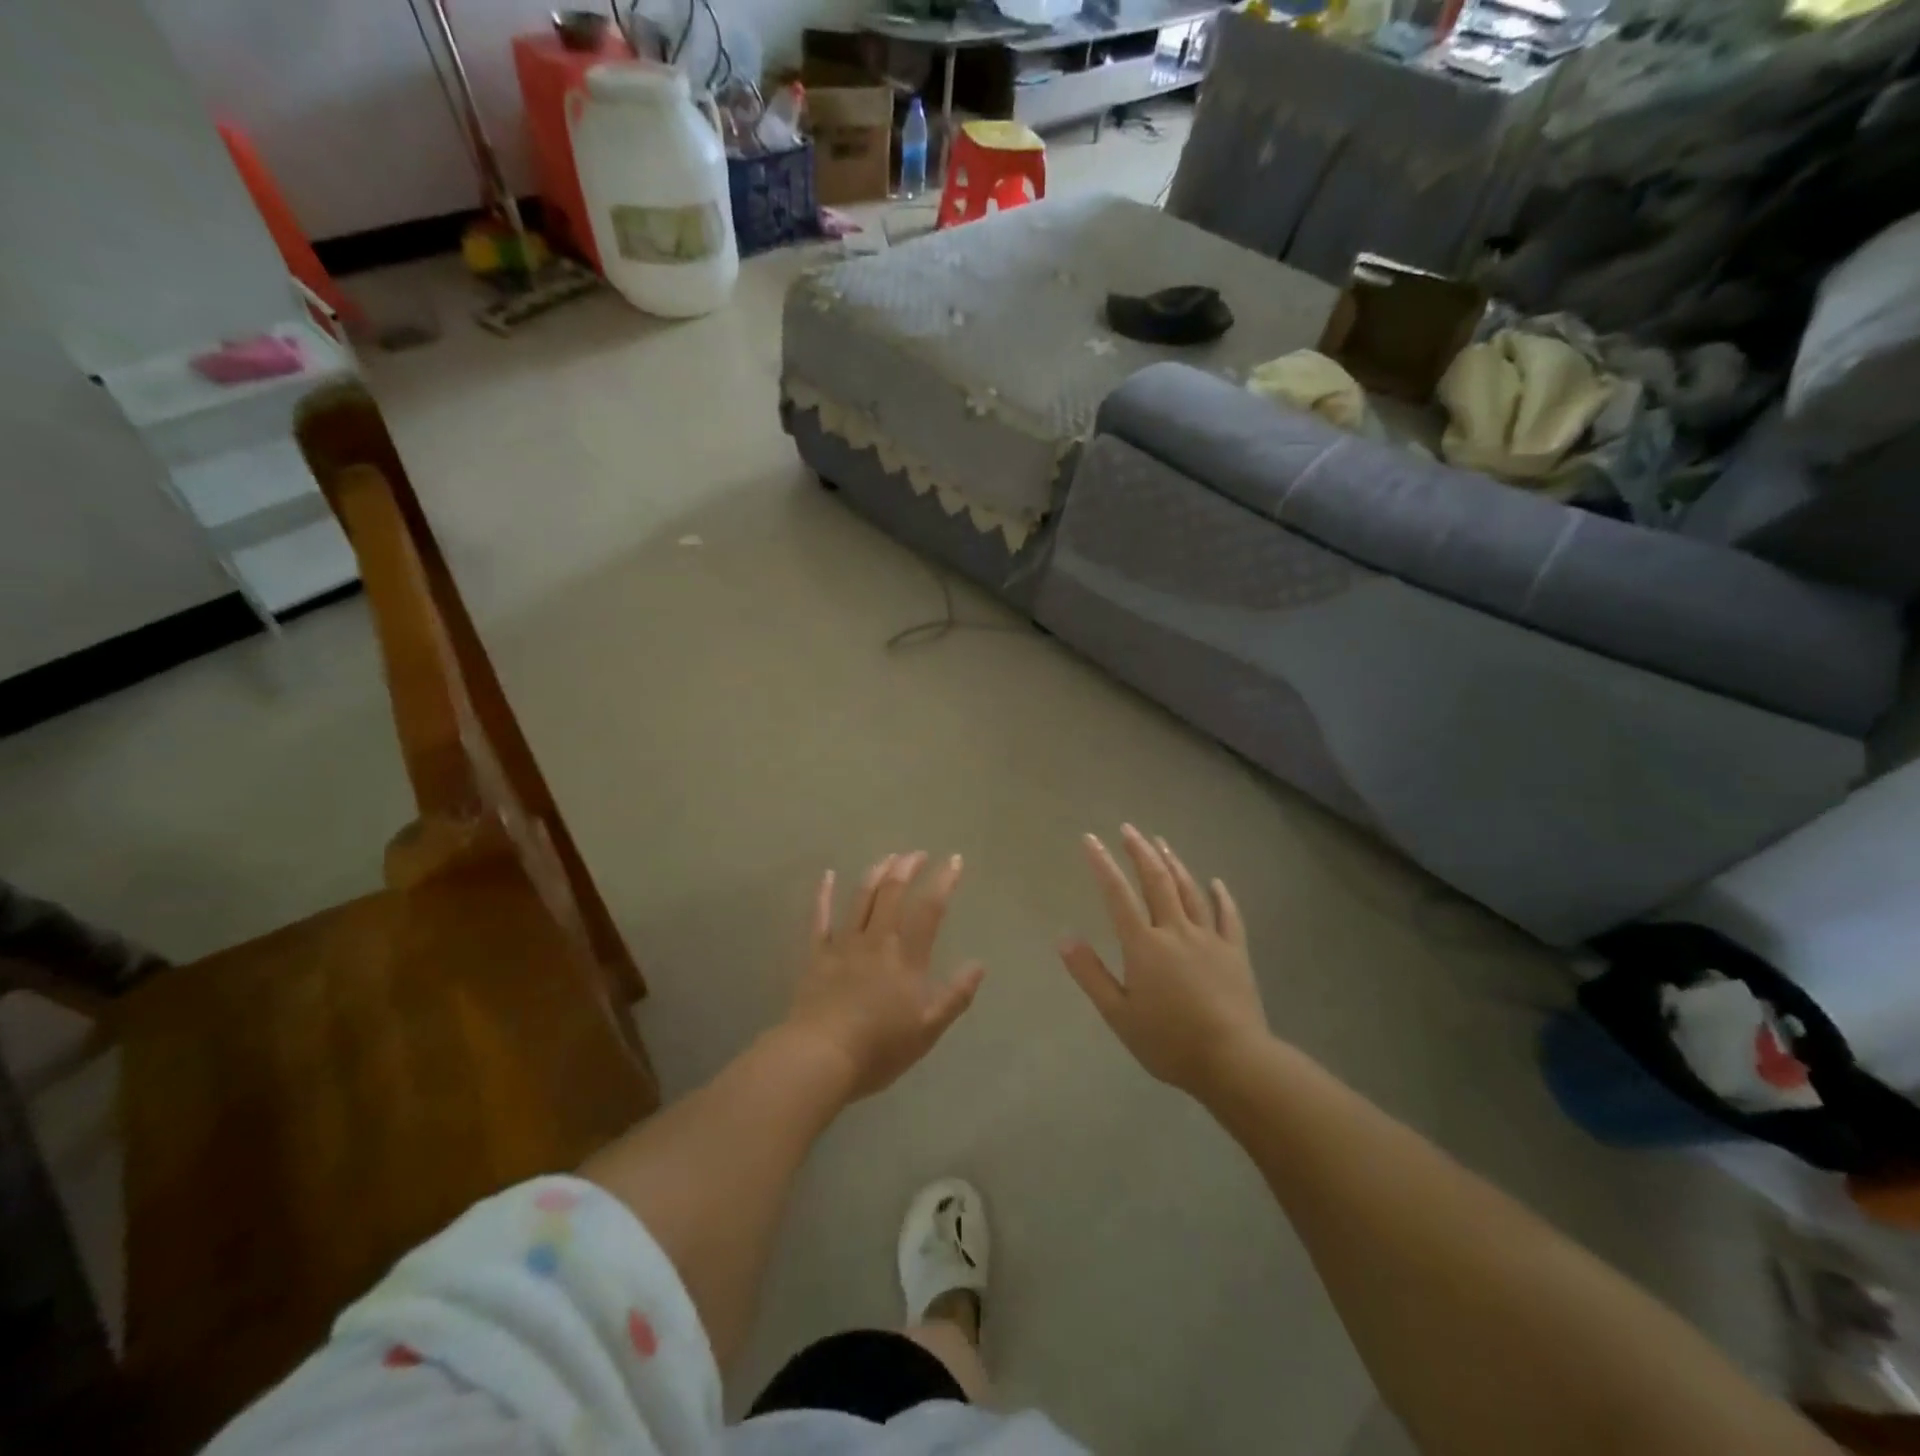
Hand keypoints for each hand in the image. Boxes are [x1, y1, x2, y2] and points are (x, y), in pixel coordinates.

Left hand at [786, 852, 985, 1099]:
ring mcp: (844, 944)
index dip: (943, 881)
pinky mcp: (817, 955)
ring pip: (861, 898)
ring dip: (876, 873)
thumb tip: (979, 964)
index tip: (954, 860)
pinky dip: (824, 894)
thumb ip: (955, 995)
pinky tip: (828, 875)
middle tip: (917, 854)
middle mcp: (877, 941)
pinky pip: (820, 918)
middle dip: (907, 868)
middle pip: (892, 893)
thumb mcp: (928, 1029)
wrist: (821, 1057)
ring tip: (888, 858)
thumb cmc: (880, 1048)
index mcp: (907, 957)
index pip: (929, 909)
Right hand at [1060, 826, 1268, 1096]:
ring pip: (1189, 890)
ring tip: (1161, 842)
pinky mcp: (1235, 952)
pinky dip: (1221, 896)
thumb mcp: (1118, 1014)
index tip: (1090, 839)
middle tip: (1128, 829)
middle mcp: (1176, 931)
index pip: (1118, 895)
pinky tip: (1216, 882)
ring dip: (1174, 863)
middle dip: (1140, 852)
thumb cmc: (1169, 1041)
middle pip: (1156, 881)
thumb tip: (1063, 937)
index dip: (1102, 865)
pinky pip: (1229, 916)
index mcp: (1144, 945)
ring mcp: (1209, 939)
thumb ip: (1090, 974)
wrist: (1233, 1061)